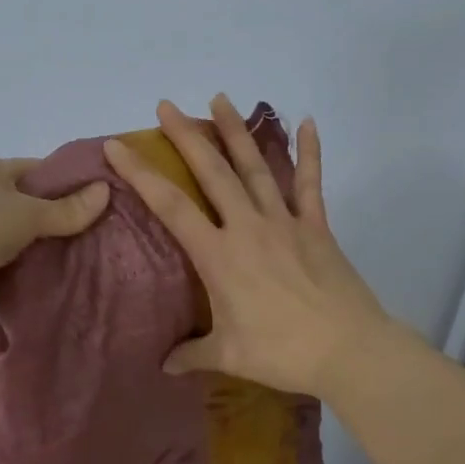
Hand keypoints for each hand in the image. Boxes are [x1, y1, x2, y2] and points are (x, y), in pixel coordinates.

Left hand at [0, 158, 110, 323]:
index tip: (105, 199)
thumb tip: (105, 190)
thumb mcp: (27, 212)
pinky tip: (63, 286)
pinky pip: (13, 274)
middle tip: (106, 237)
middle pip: (35, 210)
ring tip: (92, 263)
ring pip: (25, 244)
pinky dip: (31, 280)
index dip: (72, 183)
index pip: (42, 171)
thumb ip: (67, 209)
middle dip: (65, 224)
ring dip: (48, 255)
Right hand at [103, 96, 388, 397]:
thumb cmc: (281, 352)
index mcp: (218, 255)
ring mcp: (284, 222)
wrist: (347, 350)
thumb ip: (193, 353)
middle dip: (187, 136)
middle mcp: (247, 227)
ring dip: (237, 131)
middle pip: (212, 172)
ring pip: (255, 167)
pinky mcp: (316, 227)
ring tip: (220, 98)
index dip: (140, 174)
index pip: (170, 206)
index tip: (117, 145)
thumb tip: (165, 364)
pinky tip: (308, 122)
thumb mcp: (228, 355)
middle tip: (167, 105)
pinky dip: (309, 153)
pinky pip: (310, 184)